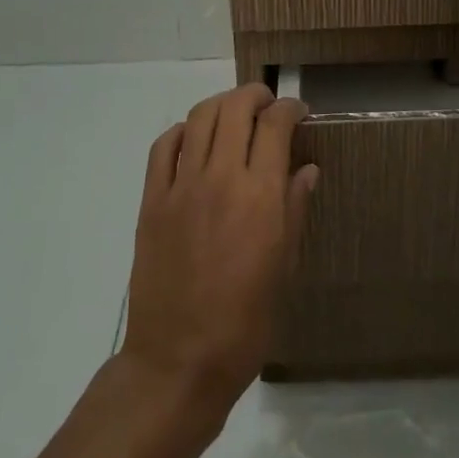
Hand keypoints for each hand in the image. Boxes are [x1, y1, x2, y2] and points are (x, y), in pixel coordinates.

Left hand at [121, 84, 318, 424]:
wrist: (178, 362)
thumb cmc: (244, 323)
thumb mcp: (283, 268)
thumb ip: (293, 209)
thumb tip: (306, 168)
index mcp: (260, 196)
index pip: (275, 125)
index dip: (290, 108)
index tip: (298, 112)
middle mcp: (220, 178)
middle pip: (235, 108)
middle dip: (255, 95)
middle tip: (267, 104)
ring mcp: (181, 186)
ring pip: (199, 117)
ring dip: (221, 104)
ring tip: (234, 113)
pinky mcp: (152, 200)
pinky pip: (163, 146)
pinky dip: (182, 130)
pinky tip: (193, 139)